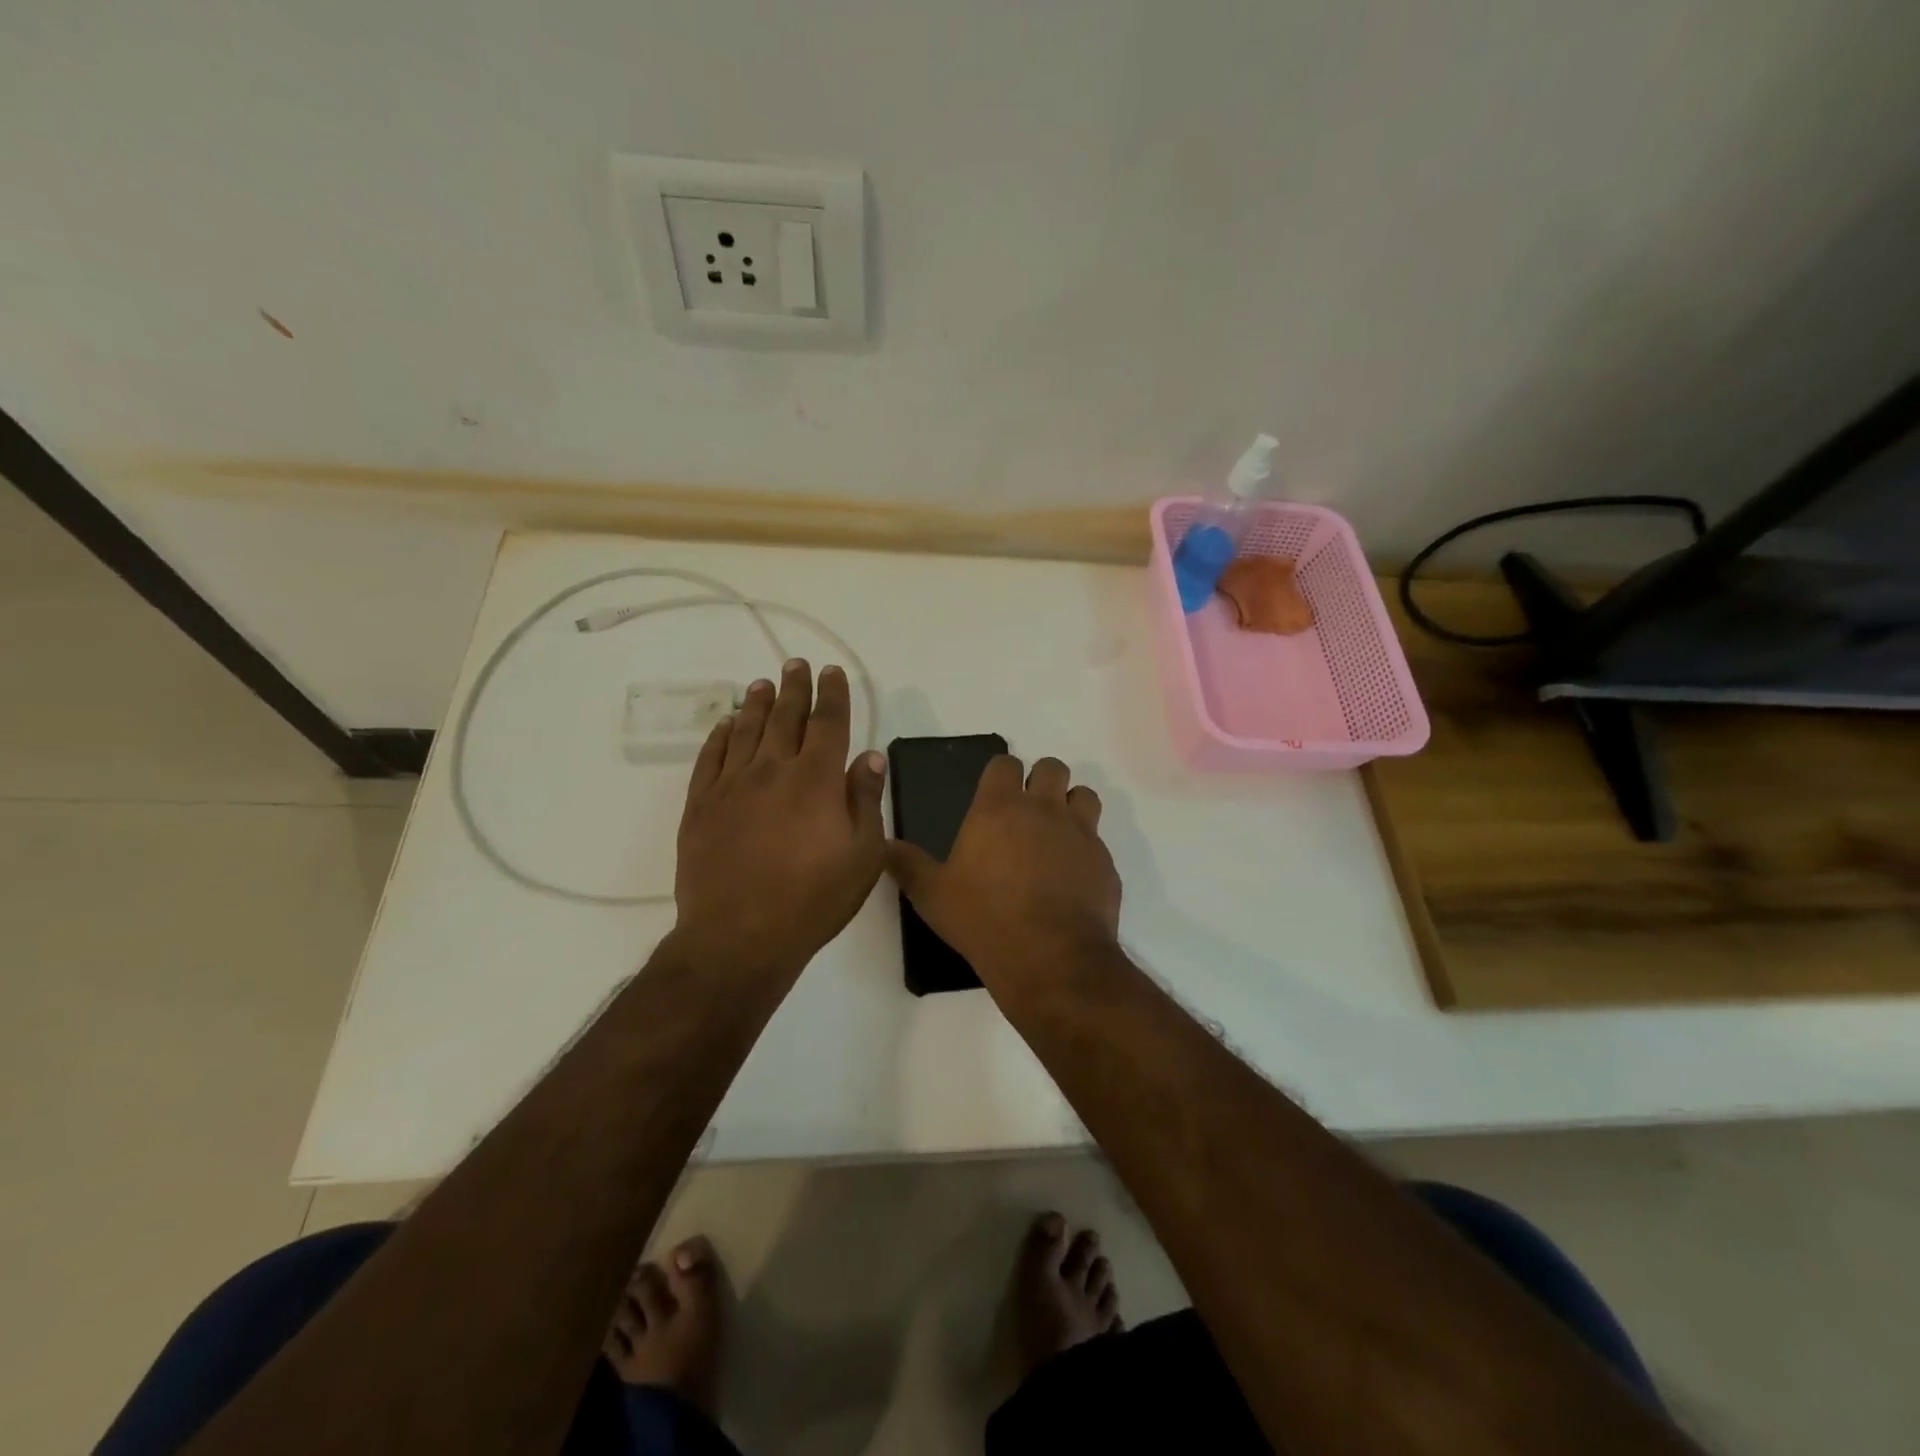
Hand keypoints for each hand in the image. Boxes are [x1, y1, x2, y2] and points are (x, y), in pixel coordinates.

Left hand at [673, 659, 885, 978]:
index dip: (832, 694)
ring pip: (746, 731)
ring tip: (762, 683)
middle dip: (793, 688)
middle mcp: (772, 770)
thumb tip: (870, 755)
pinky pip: (710, 758)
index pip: (828, 723)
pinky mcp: (700, 806)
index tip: (831, 672)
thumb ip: (866, 800)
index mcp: (816, 780)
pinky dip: (719, 736)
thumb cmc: (812, 900)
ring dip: (756, 704)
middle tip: (795, 664)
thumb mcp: (863, 856)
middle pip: (785, 717)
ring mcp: (731, 786)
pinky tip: (725, 725)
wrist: (738, 937)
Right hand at [885, 755, 1121, 984]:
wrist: (1050, 959)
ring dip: (1071, 805)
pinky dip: (1086, 850)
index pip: (1005, 763)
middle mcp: (1043, 809)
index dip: (1001, 774)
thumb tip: (884, 845)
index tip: (995, 793)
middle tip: (1028, 810)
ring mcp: (1080, 833)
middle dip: (1041, 780)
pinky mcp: (1104, 862)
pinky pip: (1098, 841)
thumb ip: (907, 865)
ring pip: (1084, 795)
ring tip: (1056, 834)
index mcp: (999, 808)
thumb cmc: (984, 919)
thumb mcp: (932, 895)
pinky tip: (1072, 877)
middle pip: (1052, 768)